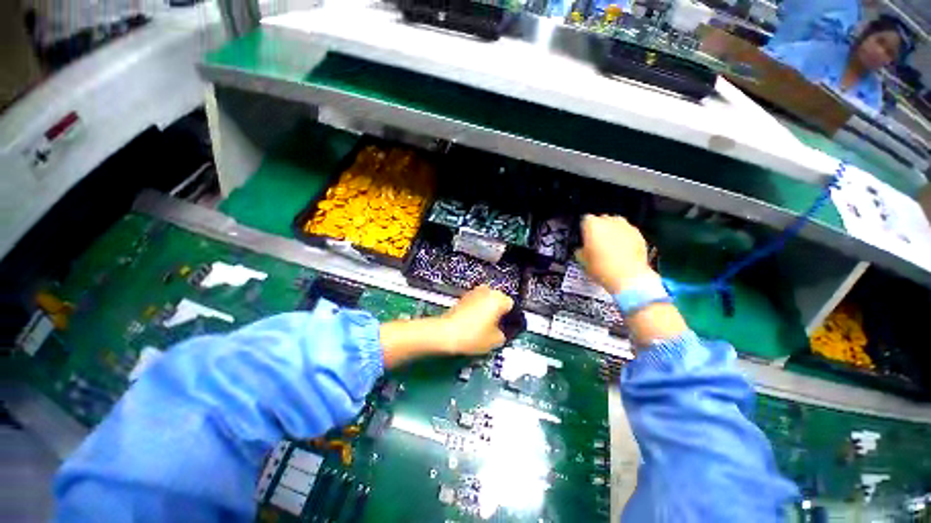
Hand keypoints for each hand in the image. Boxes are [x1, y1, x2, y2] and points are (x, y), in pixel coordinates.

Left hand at [439, 285, 513, 354]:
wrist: (445, 333)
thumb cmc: (472, 335)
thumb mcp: (496, 340)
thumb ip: (504, 334)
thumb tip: (502, 333)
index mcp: (498, 298)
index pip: (512, 306)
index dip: (511, 319)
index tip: (509, 329)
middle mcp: (487, 291)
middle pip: (499, 301)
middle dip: (499, 313)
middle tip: (497, 329)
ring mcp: (473, 292)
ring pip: (486, 301)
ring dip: (487, 311)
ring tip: (484, 328)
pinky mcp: (462, 298)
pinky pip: (476, 303)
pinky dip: (477, 312)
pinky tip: (474, 325)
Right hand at [577, 214, 655, 293]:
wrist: (629, 277)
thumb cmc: (602, 268)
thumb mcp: (582, 261)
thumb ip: (580, 250)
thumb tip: (581, 249)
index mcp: (593, 225)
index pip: (584, 220)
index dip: (583, 229)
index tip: (583, 237)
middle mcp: (610, 221)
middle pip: (602, 219)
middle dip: (599, 228)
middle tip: (596, 242)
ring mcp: (626, 226)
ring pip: (616, 224)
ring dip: (612, 232)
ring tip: (610, 246)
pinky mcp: (639, 234)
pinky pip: (628, 233)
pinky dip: (625, 238)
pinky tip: (622, 251)